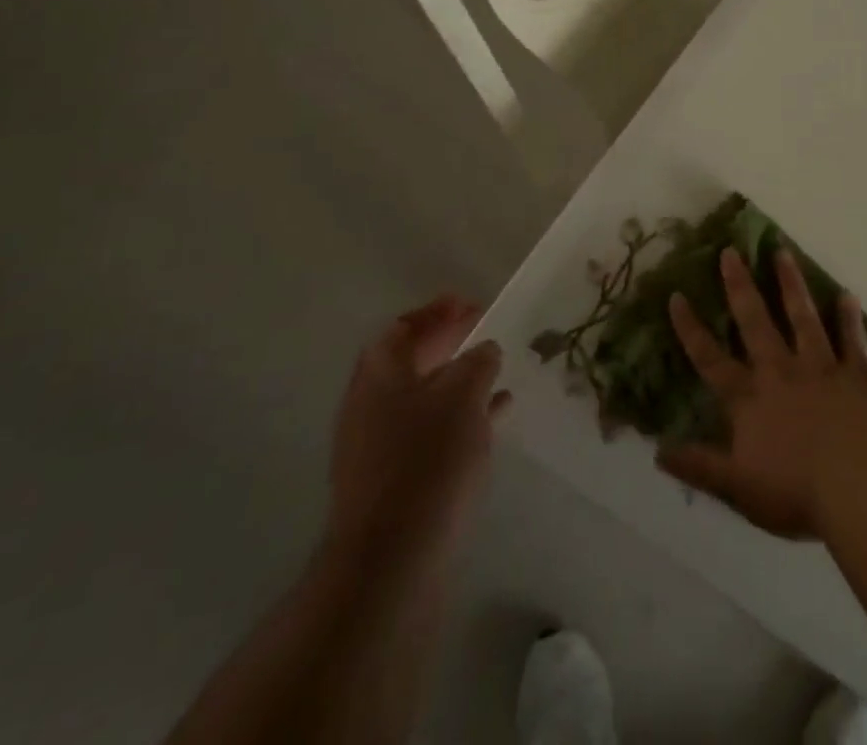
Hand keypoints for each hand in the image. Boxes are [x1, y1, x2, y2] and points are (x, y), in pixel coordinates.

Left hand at [325, 296, 508, 578]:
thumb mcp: (464, 395)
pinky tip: (496, 416)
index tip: (470, 304)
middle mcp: (371, 404)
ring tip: (496, 371)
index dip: (436, 311)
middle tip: (483, 331)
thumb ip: (478, 362)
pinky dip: (460, 416)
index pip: (402, 327)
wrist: (389, 561)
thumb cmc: (427, 460)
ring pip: (423, 397)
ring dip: (457, 380)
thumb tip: (484, 350)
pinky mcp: (394, 480)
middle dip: (446, 343)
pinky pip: (430, 431)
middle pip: (409, 361)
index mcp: (380, 374)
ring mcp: (378, 446)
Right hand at [658, 248, 866, 538]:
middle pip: (755, 323)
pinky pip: (850, 339)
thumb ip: (700, 466)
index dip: (691, 329)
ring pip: (802, 317)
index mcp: (750, 400)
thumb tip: (657, 452)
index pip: (711, 360)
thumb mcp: (738, 489)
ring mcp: (821, 368)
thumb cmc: (797, 491)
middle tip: (730, 251)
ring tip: (783, 251)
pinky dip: (848, 318)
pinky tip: (847, 295)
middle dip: (740, 286)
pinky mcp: (857, 373)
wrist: (862, 481)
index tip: (677, 295)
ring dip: (791, 284)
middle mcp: (781, 372)